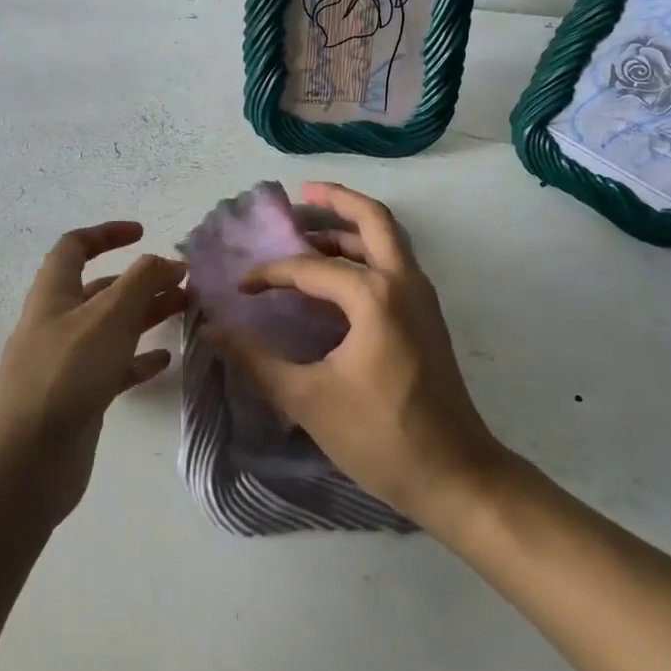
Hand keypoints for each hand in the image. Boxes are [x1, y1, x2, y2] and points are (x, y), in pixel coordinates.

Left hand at [0, 222, 184, 523]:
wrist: (23, 462)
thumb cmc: (65, 374)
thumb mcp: (109, 316)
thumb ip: (141, 282)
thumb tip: (164, 260)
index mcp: (54, 293)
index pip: (75, 247)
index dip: (107, 234)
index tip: (144, 234)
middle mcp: (57, 323)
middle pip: (101, 289)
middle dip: (142, 280)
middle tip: (184, 283)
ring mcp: (66, 363)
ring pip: (111, 328)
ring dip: (146, 315)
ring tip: (185, 312)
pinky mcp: (78, 398)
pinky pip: (113, 367)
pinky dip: (138, 358)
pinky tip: (164, 359)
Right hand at [209, 183, 501, 525]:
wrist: (456, 476)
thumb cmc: (381, 436)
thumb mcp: (308, 399)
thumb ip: (256, 360)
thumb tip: (213, 330)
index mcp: (374, 296)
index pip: (310, 268)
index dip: (270, 275)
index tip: (241, 289)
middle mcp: (403, 282)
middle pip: (373, 219)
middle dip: (336, 201)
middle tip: (301, 195)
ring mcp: (422, 298)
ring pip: (388, 240)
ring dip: (352, 227)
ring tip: (311, 230)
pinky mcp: (428, 317)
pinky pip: (395, 264)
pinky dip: (367, 252)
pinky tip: (339, 276)